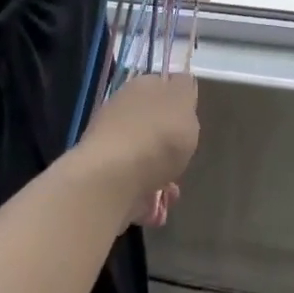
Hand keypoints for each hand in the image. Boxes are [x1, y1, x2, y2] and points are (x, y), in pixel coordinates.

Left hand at [78, 74, 200, 224]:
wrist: (111, 181)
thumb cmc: (157, 137)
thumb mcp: (183, 102)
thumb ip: (185, 89)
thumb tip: (180, 82)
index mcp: (139, 88)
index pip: (160, 86)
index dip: (178, 102)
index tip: (190, 120)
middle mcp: (119, 113)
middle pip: (150, 124)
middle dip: (167, 144)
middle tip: (183, 157)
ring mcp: (108, 147)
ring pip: (141, 158)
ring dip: (159, 175)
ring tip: (172, 193)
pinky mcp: (102, 180)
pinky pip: (131, 187)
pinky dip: (145, 198)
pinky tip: (157, 210)